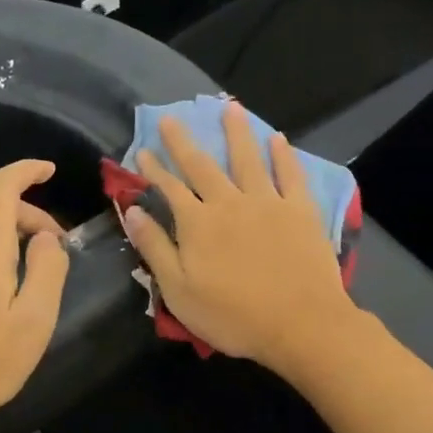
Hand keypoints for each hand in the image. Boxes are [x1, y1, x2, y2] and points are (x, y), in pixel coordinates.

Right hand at [124, 101, 360, 372]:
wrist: (301, 324)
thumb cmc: (234, 316)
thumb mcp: (180, 291)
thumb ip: (155, 248)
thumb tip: (131, 211)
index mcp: (198, 224)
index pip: (169, 189)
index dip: (153, 170)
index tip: (142, 150)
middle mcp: (230, 203)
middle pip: (202, 166)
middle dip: (183, 142)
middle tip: (171, 117)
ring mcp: (268, 203)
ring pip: (248, 159)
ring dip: (237, 133)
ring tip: (231, 108)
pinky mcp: (301, 211)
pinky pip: (290, 175)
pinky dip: (283, 156)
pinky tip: (278, 139)